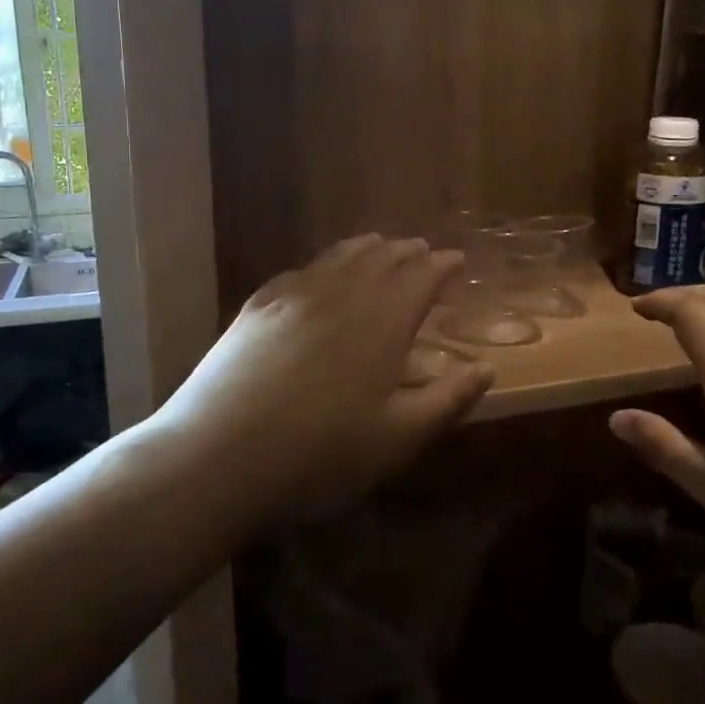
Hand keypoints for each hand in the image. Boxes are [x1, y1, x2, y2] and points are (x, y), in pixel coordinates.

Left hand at [155, 235, 494, 520]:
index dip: (442, 266)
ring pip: (339, 257)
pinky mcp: (256, 308)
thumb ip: (448, 400)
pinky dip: (324, 263)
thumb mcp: (398, 438)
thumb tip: (487, 369)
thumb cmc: (321, 455)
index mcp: (383, 321)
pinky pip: (301, 271)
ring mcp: (294, 296)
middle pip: (381, 259)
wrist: (217, 458)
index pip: (420, 277)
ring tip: (380, 244)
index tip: (456, 260)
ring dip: (366, 248)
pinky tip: (320, 272)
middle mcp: (342, 294)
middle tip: (422, 249)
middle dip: (407, 252)